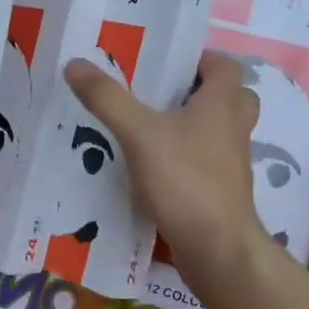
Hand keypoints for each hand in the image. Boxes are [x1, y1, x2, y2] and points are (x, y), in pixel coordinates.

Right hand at [65, 51, 268, 290]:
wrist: (218, 249)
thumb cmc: (185, 180)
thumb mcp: (138, 133)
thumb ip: (107, 98)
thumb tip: (74, 63)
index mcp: (222, 104)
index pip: (226, 66)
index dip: (202, 58)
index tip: (167, 62)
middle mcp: (233, 129)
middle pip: (230, 98)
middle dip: (200, 91)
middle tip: (161, 93)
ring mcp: (231, 163)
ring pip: (220, 131)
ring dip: (194, 125)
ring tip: (150, 126)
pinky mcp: (223, 191)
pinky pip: (209, 162)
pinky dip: (188, 158)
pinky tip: (154, 165)